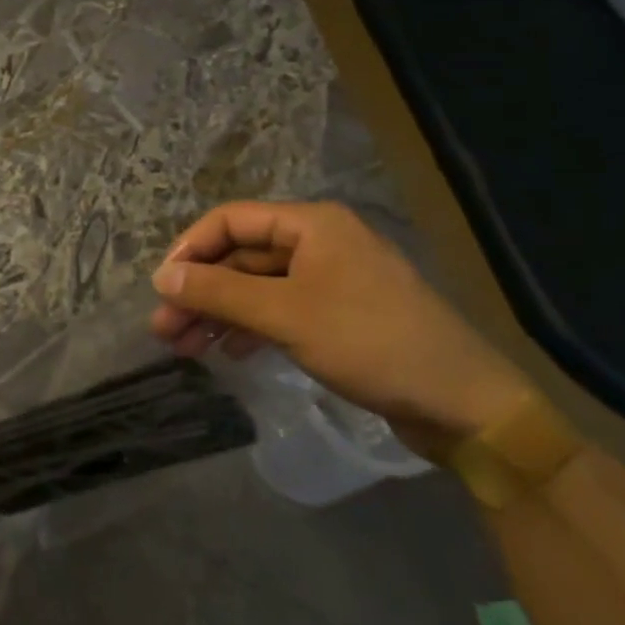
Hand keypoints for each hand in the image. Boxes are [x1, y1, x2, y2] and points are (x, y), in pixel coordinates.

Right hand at [150, 201, 532, 455]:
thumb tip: (161, 277)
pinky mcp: (338, 314)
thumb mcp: (285, 315)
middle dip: (200, 290)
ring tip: (185, 348)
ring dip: (219, 313)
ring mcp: (330, 279)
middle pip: (240, 256)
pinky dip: (250, 327)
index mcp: (310, 224)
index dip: (189, 250)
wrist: (462, 403)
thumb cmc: (369, 342)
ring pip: (256, 286)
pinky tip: (230, 352)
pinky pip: (279, 309)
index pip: (230, 220)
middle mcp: (318, 242)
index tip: (161, 289)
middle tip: (164, 330)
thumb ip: (219, 292)